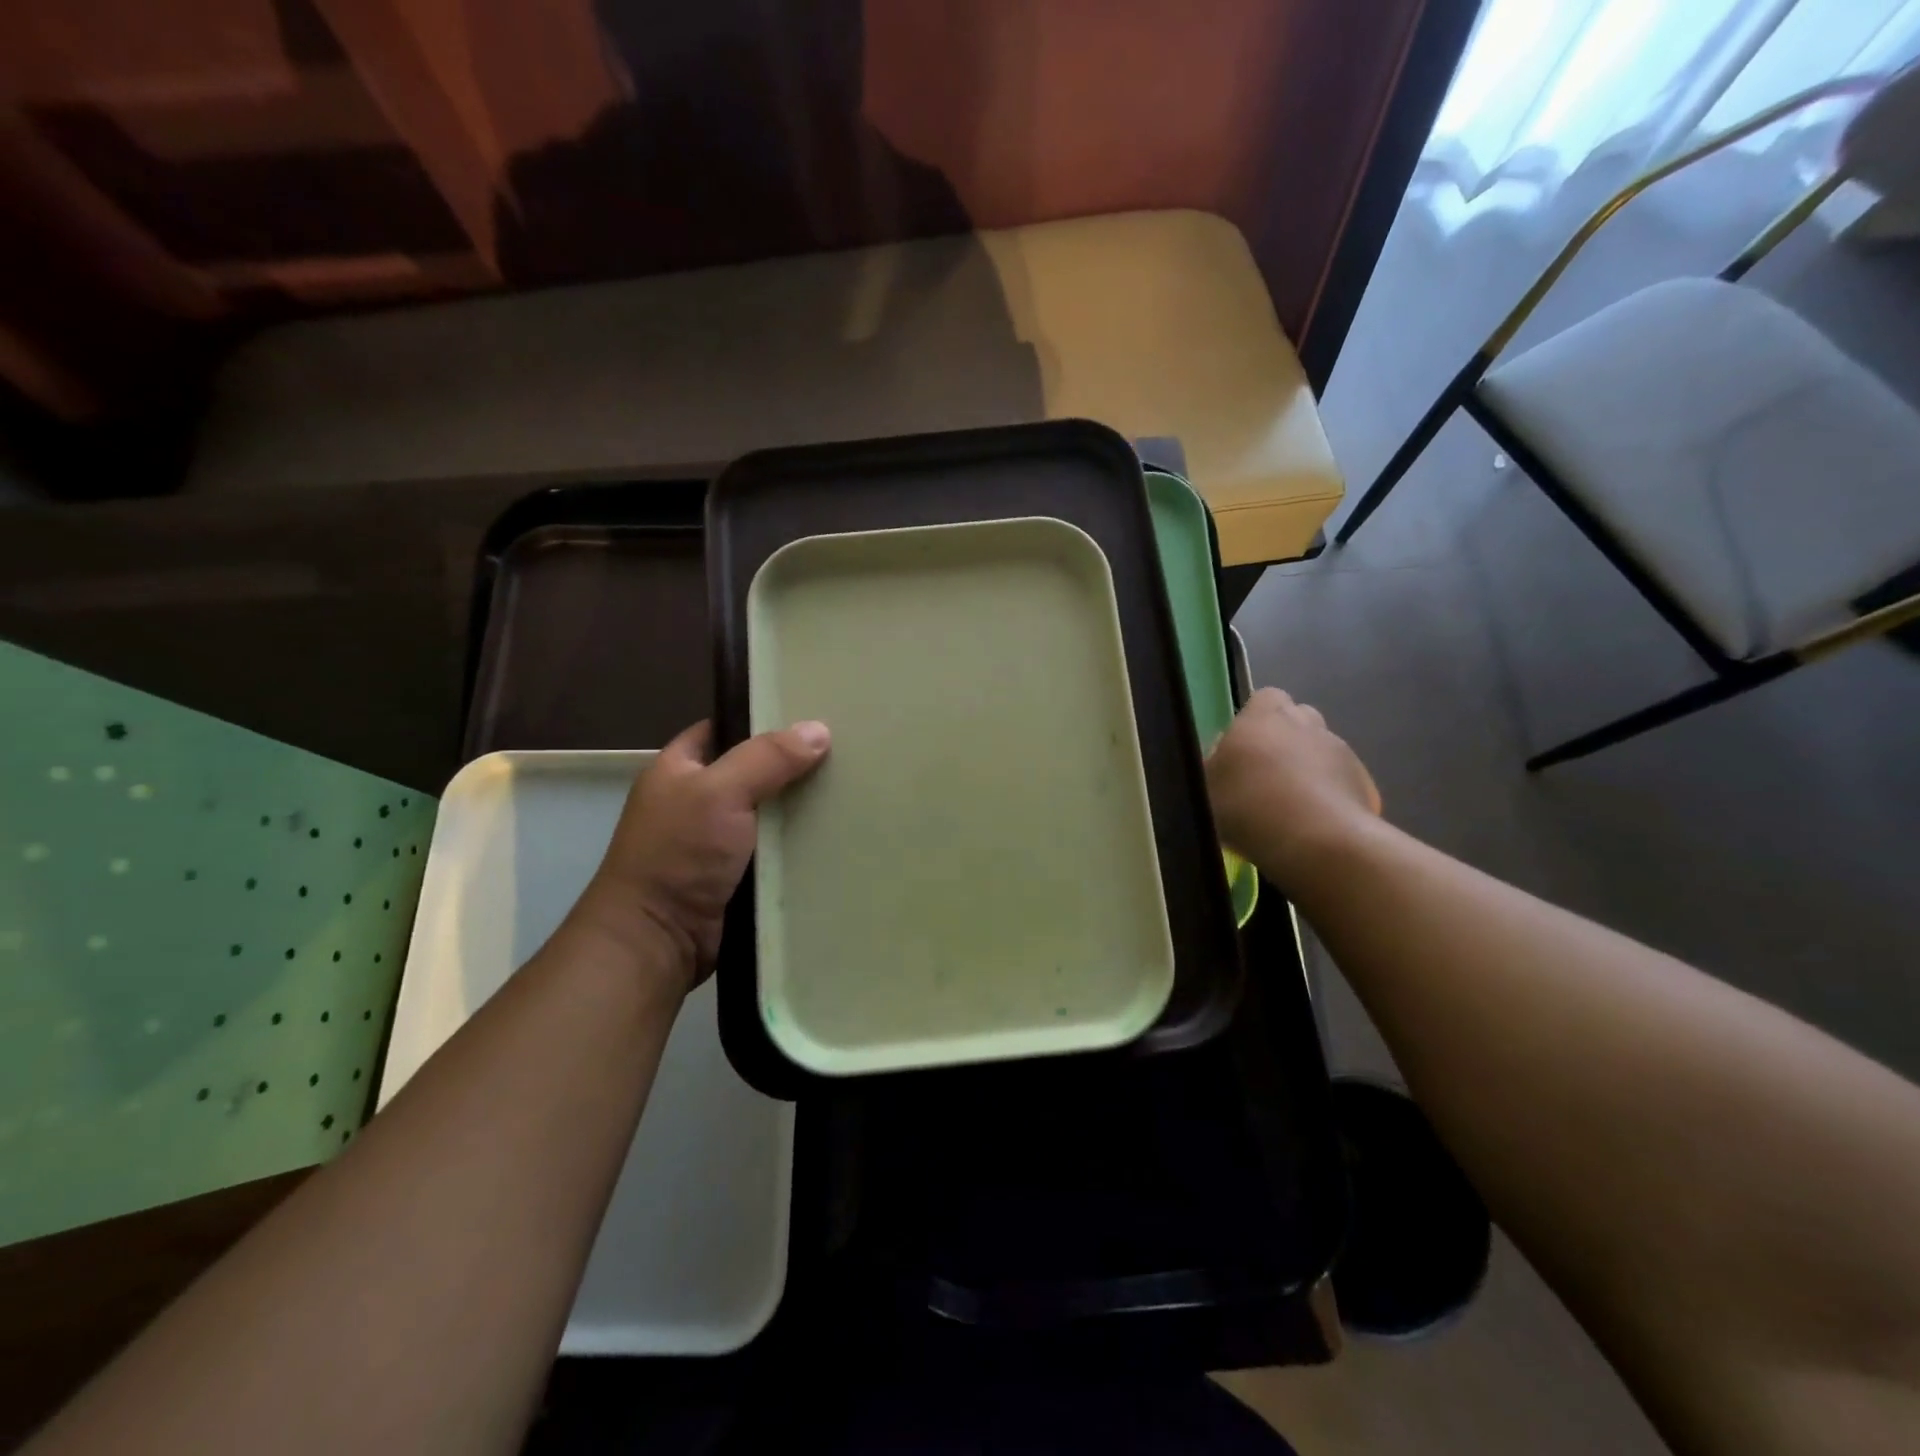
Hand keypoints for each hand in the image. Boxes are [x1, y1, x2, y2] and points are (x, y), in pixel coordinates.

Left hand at [568, 719, 829, 992]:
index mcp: (679, 768)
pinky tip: (838, 832)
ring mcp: (718, 841)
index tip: (812, 714)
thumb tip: (819, 729)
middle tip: (846, 751)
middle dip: (794, 765)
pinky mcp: (738, 875)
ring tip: (852, 787)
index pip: (726, 729)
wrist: (657, 940)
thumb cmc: (678, 854)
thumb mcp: (719, 792)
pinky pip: (776, 849)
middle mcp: (698, 800)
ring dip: (802, 807)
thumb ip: (767, 758)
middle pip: (755, 770)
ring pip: (770, 812)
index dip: (764, 720)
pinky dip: (800, 844)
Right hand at [1205, 688, 1380, 885]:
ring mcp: (1341, 751)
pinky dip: (1330, 794)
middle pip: (1298, 719)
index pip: (1265, 698)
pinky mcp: (1365, 782)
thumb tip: (1223, 757)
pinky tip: (1315, 824)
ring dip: (1308, 767)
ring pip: (1322, 750)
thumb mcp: (1206, 787)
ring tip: (1291, 804)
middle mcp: (1306, 724)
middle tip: (1266, 774)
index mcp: (1264, 716)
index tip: (1243, 746)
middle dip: (1285, 739)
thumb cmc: (1248, 805)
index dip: (1255, 719)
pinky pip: (1342, 781)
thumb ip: (1214, 765)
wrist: (1316, 842)